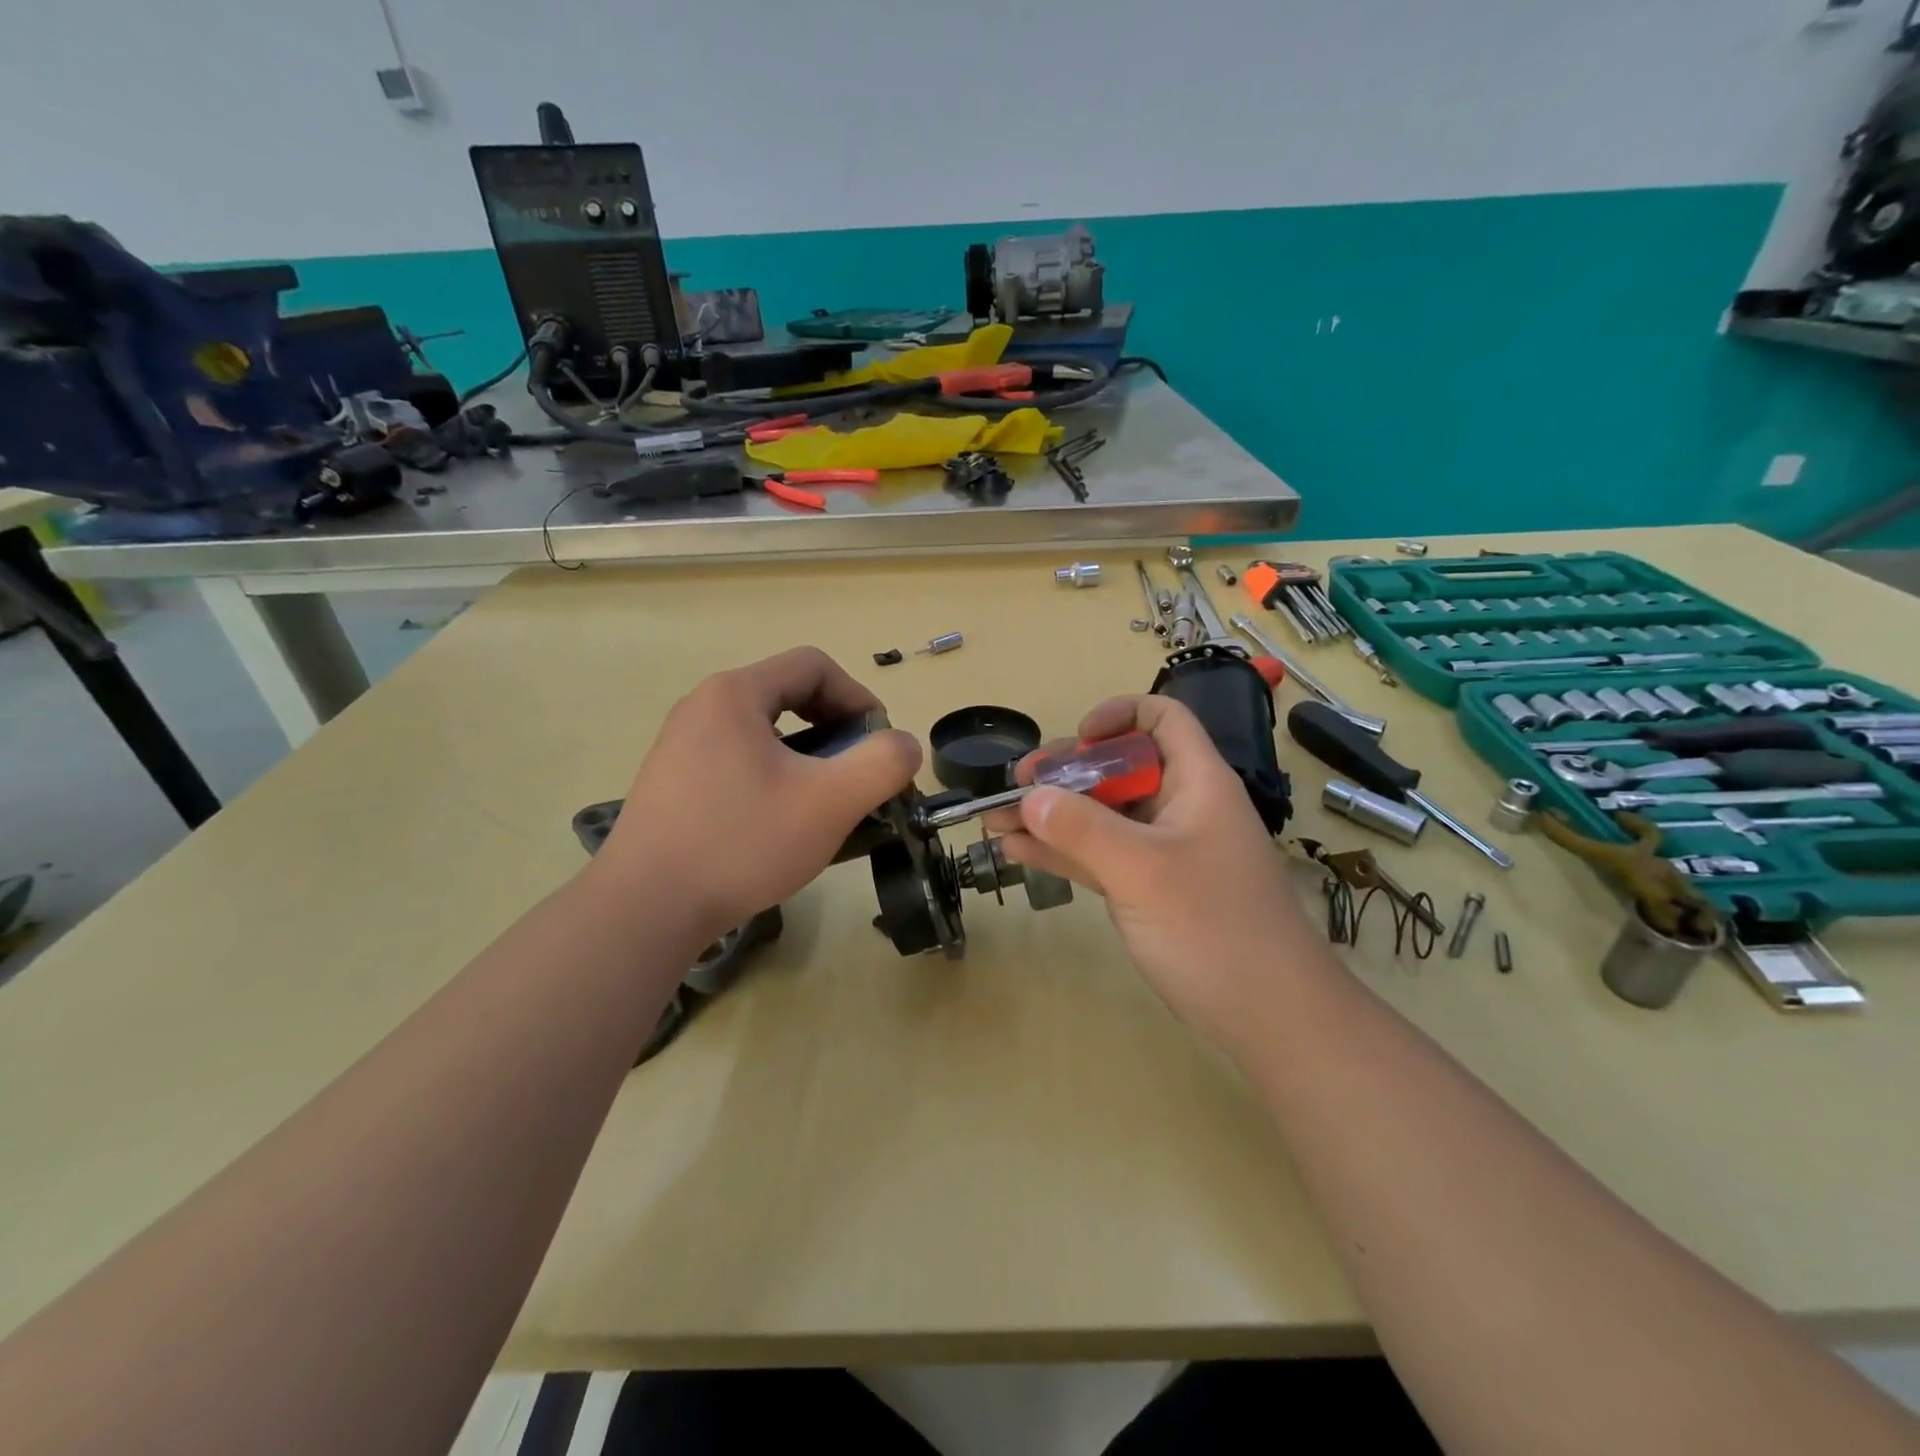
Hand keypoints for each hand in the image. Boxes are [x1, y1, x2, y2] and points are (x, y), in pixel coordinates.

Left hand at [595, 648, 920, 940]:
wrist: (645, 909)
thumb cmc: (741, 843)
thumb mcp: (830, 803)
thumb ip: (882, 764)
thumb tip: (905, 745)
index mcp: (735, 694)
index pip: (814, 666)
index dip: (858, 696)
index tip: (877, 743)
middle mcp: (703, 707)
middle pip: (788, 694)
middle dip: (835, 727)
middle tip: (856, 773)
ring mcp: (681, 745)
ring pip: (763, 731)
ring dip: (807, 755)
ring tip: (824, 801)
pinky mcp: (672, 781)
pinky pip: (737, 759)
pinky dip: (773, 775)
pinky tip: (781, 822)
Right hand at [988, 696, 1311, 1057]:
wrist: (1269, 1017)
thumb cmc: (1214, 928)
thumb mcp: (1143, 870)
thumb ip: (1083, 829)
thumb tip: (1030, 796)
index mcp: (1196, 782)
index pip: (1163, 719)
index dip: (1119, 715)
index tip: (1077, 739)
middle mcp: (1179, 808)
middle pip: (1118, 768)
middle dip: (1064, 772)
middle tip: (1015, 785)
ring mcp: (1163, 851)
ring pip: (1102, 815)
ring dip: (1052, 815)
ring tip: (996, 819)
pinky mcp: (1150, 890)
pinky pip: (1100, 856)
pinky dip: (1063, 852)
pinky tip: (1017, 852)